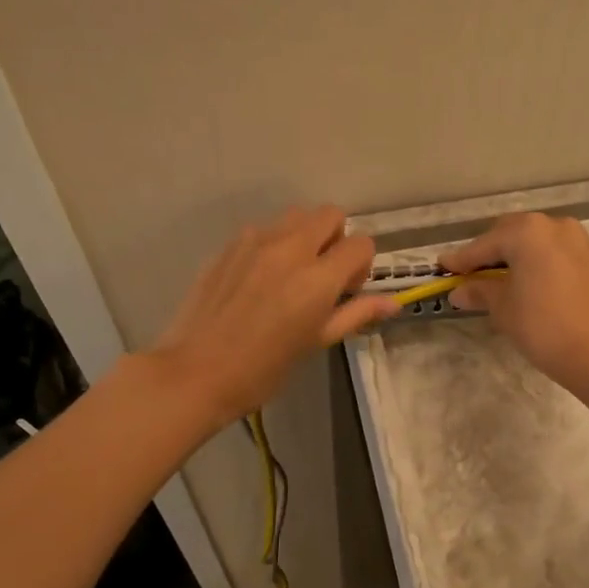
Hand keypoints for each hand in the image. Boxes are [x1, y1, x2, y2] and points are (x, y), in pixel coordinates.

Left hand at [154, 206, 395, 424]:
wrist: (195, 372)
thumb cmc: (263, 369)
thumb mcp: (316, 342)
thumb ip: (356, 314)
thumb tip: (393, 303)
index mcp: (317, 278)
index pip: (361, 244)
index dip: (362, 265)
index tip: (347, 291)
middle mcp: (290, 248)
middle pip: (330, 214)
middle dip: (337, 238)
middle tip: (324, 275)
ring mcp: (255, 242)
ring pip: (296, 216)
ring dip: (305, 236)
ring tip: (292, 274)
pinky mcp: (229, 245)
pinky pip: (263, 230)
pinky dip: (274, 244)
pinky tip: (259, 280)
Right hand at [440, 213, 588, 390]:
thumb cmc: (541, 326)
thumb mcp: (502, 308)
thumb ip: (480, 291)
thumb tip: (459, 291)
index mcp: (528, 232)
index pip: (485, 244)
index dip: (462, 259)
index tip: (443, 268)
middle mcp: (554, 225)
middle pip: (511, 233)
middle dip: (490, 252)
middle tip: (470, 274)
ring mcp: (578, 240)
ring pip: (536, 241)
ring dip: (515, 254)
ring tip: (498, 278)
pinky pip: (555, 252)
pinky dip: (538, 261)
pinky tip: (528, 281)